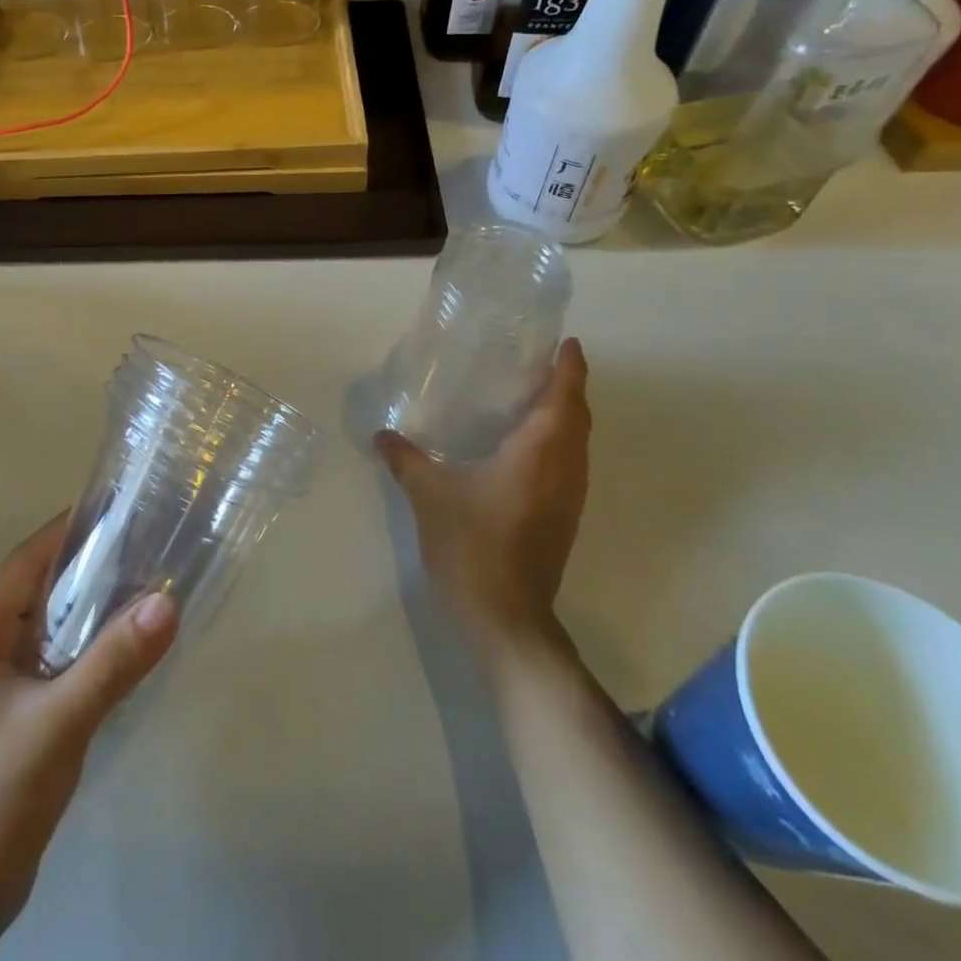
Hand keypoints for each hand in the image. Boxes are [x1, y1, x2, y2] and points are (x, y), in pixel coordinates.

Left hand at [0, 516, 178, 960]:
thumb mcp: (58, 724)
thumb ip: (112, 663)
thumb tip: (167, 602)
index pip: (23, 562)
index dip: (65, 532)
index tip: (115, 511)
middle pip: (35, 590)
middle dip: (83, 566)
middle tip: (140, 546)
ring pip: (45, 627)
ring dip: (85, 607)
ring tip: (139, 588)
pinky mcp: (10, 719)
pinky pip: (51, 661)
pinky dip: (83, 646)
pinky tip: (118, 651)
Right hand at [377, 337, 590, 672]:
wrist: (505, 618)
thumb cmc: (472, 544)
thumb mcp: (429, 494)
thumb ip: (405, 459)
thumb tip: (381, 435)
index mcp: (540, 452)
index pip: (565, 397)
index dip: (570, 367)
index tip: (567, 343)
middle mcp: (565, 469)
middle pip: (579, 417)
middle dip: (568, 387)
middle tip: (542, 363)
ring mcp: (569, 498)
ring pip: (578, 443)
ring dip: (566, 416)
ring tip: (534, 397)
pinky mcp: (564, 519)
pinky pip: (569, 465)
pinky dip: (558, 443)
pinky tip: (525, 448)